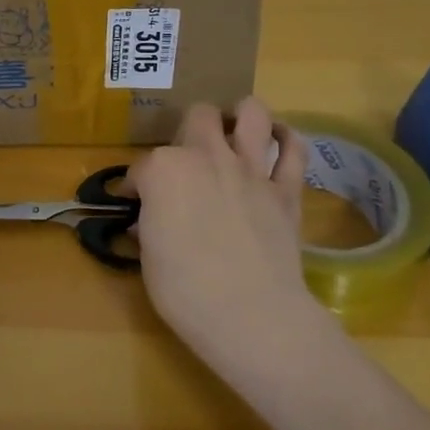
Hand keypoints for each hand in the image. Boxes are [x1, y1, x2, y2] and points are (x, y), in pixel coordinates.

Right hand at [128, 98, 324, 378]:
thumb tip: (148, 221)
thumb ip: (149, 226)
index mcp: (164, 170)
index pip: (141, 168)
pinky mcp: (286, 189)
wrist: (251, 316)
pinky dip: (286, 140)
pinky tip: (277, 141)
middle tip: (188, 157)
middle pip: (197, 117)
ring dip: (241, 116)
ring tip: (234, 129)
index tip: (134, 203)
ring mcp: (250, 169)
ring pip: (251, 113)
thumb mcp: (148, 257)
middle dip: (189, 130)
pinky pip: (295, 150)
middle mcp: (206, 156)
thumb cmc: (184, 290)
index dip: (136, 185)